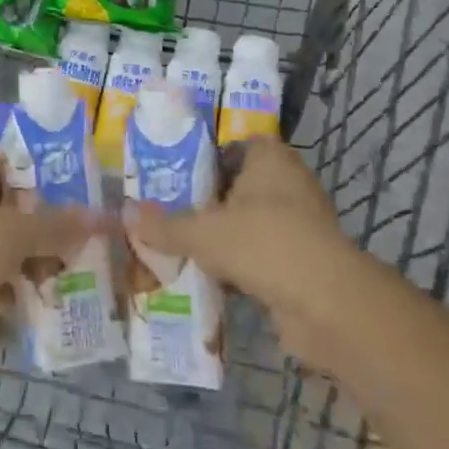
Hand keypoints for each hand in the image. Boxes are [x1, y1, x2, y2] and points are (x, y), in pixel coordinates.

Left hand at [0, 146, 99, 323]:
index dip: (36, 174)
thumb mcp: (17, 234)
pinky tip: (26, 308)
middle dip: (36, 227)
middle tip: (72, 245)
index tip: (69, 196)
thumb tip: (104, 216)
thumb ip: (59, 225)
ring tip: (58, 280)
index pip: (4, 158)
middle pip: (1, 204)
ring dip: (21, 262)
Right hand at [125, 135, 350, 363]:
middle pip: (242, 187)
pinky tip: (213, 282)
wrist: (325, 303)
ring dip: (226, 239)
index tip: (177, 178)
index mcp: (269, 158)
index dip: (208, 158)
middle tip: (172, 214)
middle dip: (211, 203)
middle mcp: (290, 183)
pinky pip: (265, 257)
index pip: (236, 145)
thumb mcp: (201, 232)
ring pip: (253, 225)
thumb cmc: (262, 243)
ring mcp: (303, 224)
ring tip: (185, 250)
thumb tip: (124, 213)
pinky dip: (243, 269)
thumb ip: (163, 225)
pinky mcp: (307, 262)